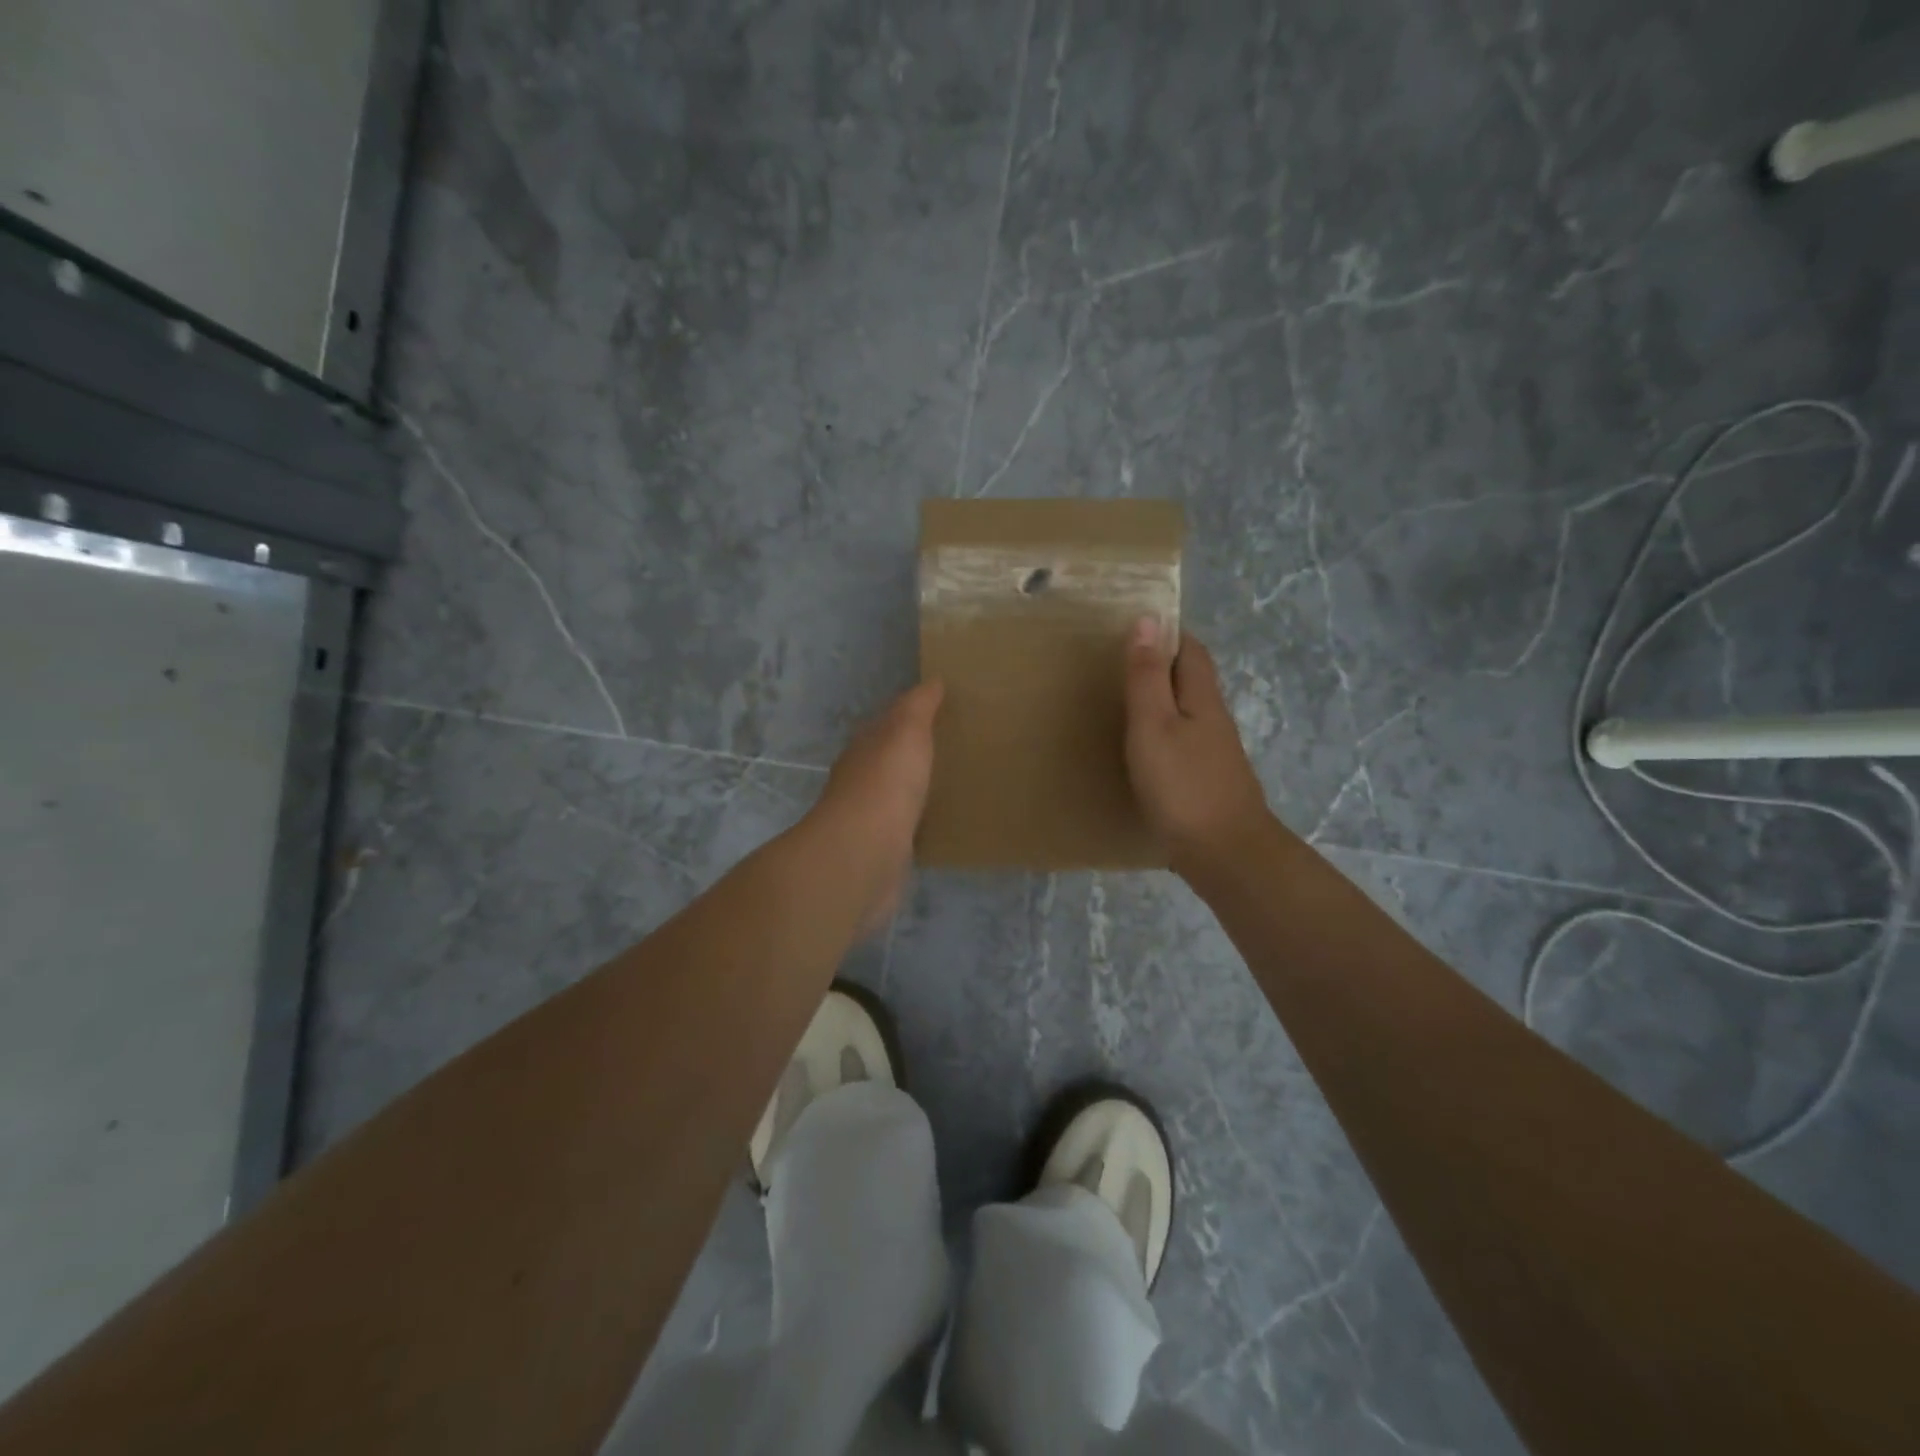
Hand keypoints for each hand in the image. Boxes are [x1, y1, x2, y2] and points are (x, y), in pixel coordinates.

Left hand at [812, 681, 943, 934]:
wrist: (865, 853)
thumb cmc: (886, 783)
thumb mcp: (906, 731)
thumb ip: (918, 707)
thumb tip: (933, 681)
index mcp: (864, 749)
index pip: (884, 726)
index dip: (908, 718)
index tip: (938, 714)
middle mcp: (861, 781)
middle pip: (887, 762)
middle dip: (911, 756)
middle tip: (950, 750)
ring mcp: (870, 819)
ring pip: (896, 796)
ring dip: (915, 791)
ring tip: (950, 786)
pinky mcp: (882, 851)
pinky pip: (905, 829)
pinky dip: (918, 823)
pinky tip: (939, 825)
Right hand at [1123, 620, 1271, 872]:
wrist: (1225, 854)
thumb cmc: (1182, 786)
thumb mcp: (1154, 725)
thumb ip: (1148, 676)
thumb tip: (1149, 619)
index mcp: (1202, 698)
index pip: (1191, 649)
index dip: (1168, 632)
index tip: (1135, 625)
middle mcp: (1214, 719)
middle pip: (1192, 679)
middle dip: (1163, 663)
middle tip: (1120, 660)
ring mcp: (1215, 752)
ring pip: (1188, 711)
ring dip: (1162, 698)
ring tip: (1124, 700)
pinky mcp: (1208, 780)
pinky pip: (1184, 741)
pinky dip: (1163, 732)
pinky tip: (1144, 748)